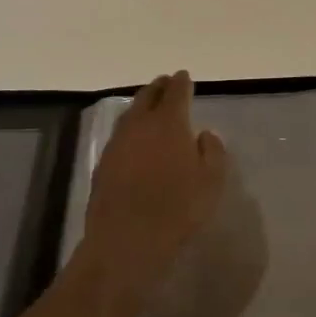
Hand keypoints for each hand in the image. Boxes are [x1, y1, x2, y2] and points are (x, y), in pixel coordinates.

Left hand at [81, 71, 228, 309]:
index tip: (184, 76)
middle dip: (158, 87)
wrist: (126, 240)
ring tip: (149, 106)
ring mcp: (117, 143)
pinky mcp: (103, 163)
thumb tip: (204, 134)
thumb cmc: (177, 209)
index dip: (182, 82)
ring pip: (130, 114)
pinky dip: (129, 129)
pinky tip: (134, 140)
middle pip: (148, 96)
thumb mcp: (211, 181)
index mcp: (169, 122)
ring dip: (141, 105)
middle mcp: (140, 125)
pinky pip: (119, 135)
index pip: (176, 92)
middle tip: (166, 83)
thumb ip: (212, 151)